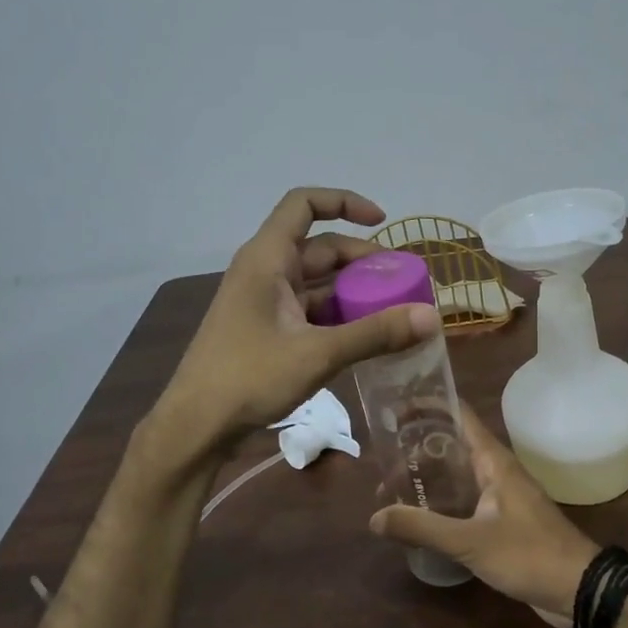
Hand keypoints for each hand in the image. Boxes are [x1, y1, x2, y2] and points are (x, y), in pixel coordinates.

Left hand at [154, 188, 440, 457]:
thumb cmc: (249, 377)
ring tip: (393, 309)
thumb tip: (432, 316)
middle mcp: (264, 271)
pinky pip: (308, 309)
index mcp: (268, 259)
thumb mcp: (318, 354)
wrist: (196, 425)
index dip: (344, 202)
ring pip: (316, 282)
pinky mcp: (265, 329)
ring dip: (353, 290)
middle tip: (403, 282)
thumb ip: (375, 333)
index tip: (382, 222)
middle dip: (362, 260)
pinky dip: (337, 315)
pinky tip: (365, 336)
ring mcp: (263, 302)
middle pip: (320, 247)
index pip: (304, 204)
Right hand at [371, 405, 598, 616]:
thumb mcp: (470, 541)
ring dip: (428, 478)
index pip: (459, 416)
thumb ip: (422, 528)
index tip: (394, 408)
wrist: (579, 590)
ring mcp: (501, 497)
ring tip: (392, 488)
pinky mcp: (502, 522)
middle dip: (418, 448)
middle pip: (452, 445)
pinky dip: (441, 503)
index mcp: (494, 461)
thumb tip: (374, 517)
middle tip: (382, 457)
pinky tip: (420, 518)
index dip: (428, 406)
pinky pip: (465, 501)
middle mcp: (497, 471)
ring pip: (457, 475)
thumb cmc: (529, 554)